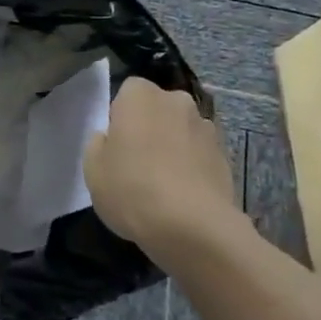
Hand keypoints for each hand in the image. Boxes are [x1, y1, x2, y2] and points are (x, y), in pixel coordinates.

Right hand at [84, 78, 242, 262]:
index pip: (128, 92)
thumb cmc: (132, 189)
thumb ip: (98, 144)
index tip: (118, 145)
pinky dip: (194, 168)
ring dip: (175, 147)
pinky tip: (185, 197)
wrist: (193, 227)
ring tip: (165, 184)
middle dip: (152, 127)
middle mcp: (176, 101)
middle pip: (159, 109)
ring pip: (182, 131)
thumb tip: (110, 138)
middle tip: (139, 162)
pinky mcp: (226, 156)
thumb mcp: (93, 169)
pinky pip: (201, 155)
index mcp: (140, 95)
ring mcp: (206, 127)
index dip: (122, 117)